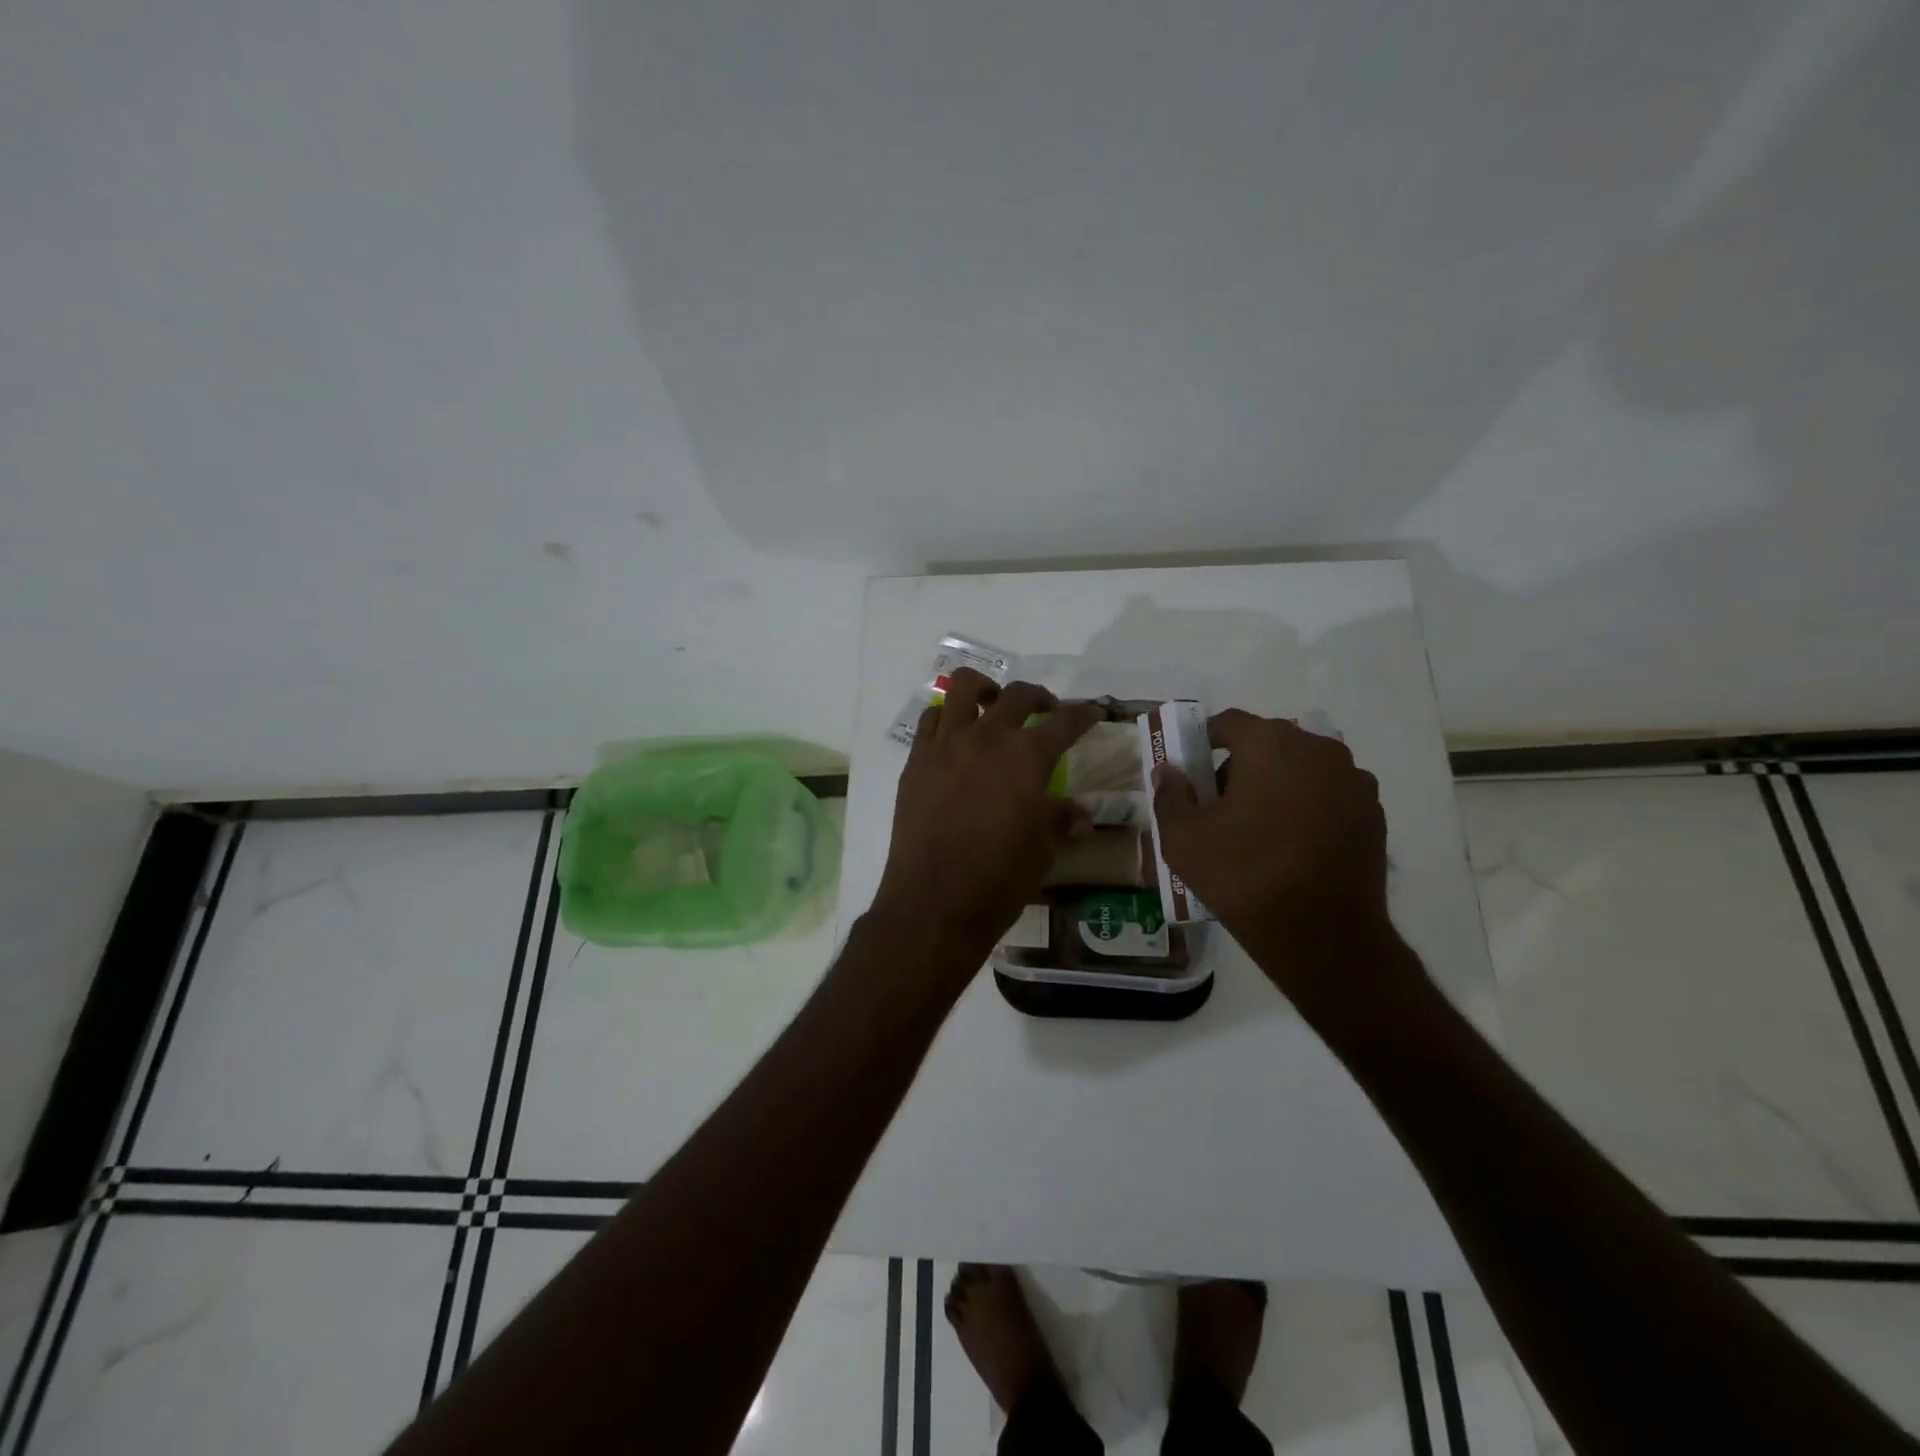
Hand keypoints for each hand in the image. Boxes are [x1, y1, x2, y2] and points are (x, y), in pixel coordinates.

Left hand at [872, 668, 1101, 970]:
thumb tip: (1080, 815)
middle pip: (1017, 695)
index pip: (1065, 722)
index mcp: (1027, 758)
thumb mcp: (1042, 850)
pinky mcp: (916, 760)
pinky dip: (948, 718)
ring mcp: (946, 745)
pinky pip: (931, 721)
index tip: (1093, 711)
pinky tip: (956, 737)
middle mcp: (987, 738)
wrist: (934, 901)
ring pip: (963, 688)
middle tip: (1047, 710)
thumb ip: (1060, 820)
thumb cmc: (999, 879)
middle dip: (1039, 696)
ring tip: (993, 704)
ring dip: (985, 689)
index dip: (1084, 714)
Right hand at [1150, 711, 1397, 1004]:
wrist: (1321, 935)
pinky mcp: (1373, 812)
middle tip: (1222, 802)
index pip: (1230, 722)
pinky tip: (1294, 842)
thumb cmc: (1243, 877)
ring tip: (1261, 825)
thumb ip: (1170, 795)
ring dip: (1279, 781)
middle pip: (1269, 741)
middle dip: (1243, 762)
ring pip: (1303, 766)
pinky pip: (1330, 792)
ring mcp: (1353, 780)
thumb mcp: (1183, 838)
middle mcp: (1318, 749)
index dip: (1205, 739)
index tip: (1192, 767)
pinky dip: (1309, 804)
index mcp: (1270, 745)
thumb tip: (1169, 771)